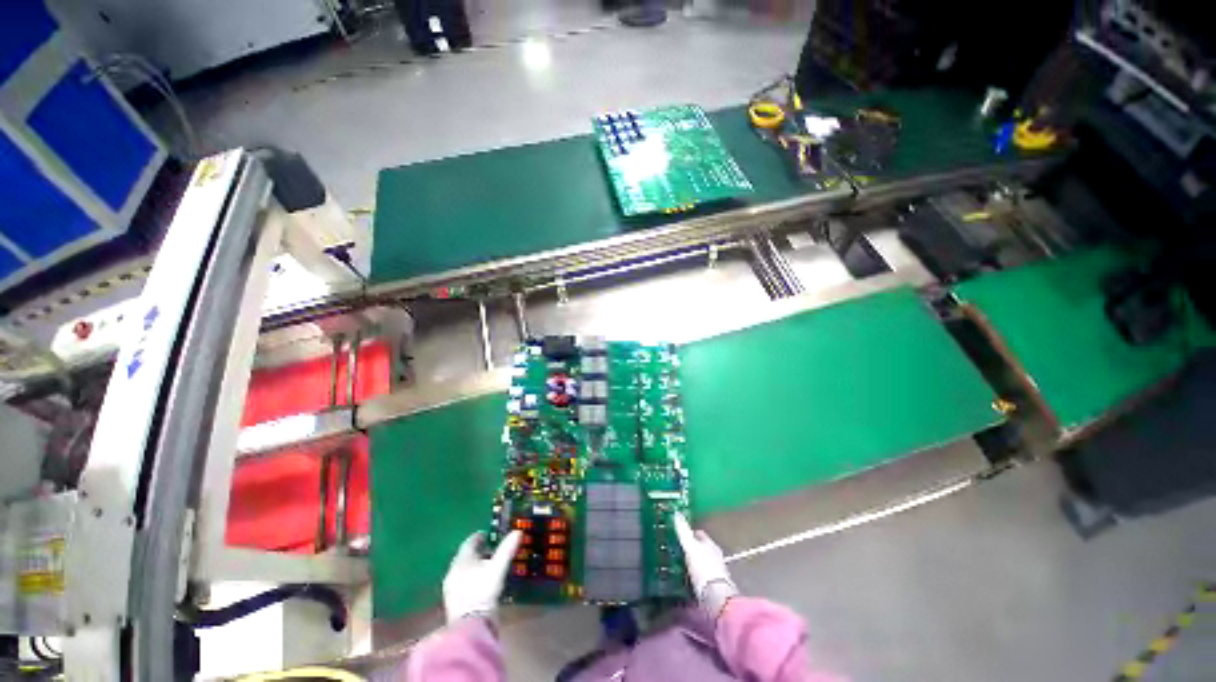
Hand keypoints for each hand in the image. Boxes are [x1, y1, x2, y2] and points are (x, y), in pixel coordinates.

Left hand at [442, 530, 521, 623]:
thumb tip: (518, 531)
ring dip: (473, 566)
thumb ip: (507, 549)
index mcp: (462, 560)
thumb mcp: (498, 568)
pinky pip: (462, 583)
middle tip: (489, 548)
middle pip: (464, 557)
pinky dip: (471, 578)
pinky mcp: (453, 602)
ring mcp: (451, 588)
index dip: (478, 537)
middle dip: (476, 552)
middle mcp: (453, 571)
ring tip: (487, 565)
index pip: (468, 543)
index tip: (487, 534)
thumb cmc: (483, 591)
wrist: (470, 625)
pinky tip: (480, 582)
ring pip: (463, 571)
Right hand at [674, 513, 737, 619]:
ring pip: (699, 565)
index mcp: (711, 546)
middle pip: (700, 550)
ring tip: (676, 566)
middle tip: (675, 549)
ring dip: (690, 565)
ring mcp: (714, 574)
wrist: (716, 600)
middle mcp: (714, 558)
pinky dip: (690, 580)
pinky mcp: (710, 589)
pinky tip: (682, 582)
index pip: (699, 534)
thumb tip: (677, 513)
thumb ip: (684, 531)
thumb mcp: (691, 547)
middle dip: (690, 549)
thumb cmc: (704, 569)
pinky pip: (698, 580)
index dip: (690, 532)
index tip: (678, 533)